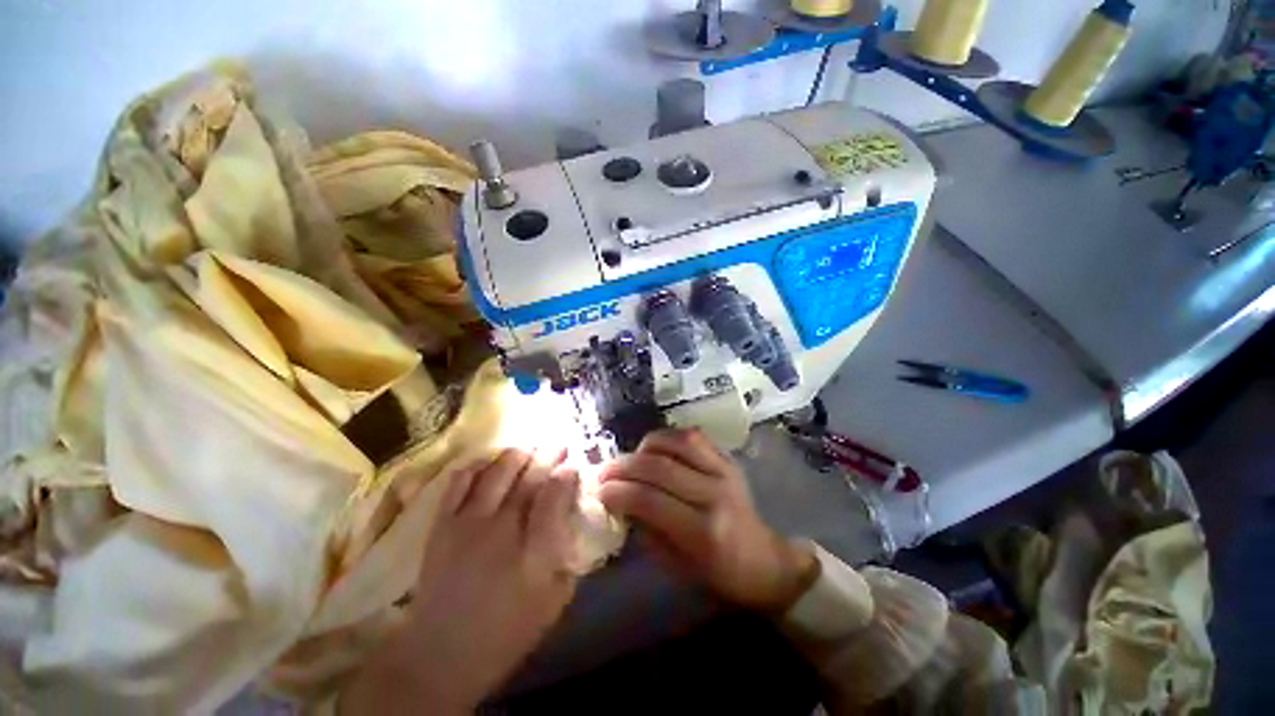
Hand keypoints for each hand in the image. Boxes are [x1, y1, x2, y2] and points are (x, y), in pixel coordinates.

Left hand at [342, 449, 580, 713]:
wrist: (440, 654)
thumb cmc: (507, 631)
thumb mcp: (554, 601)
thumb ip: (569, 556)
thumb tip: (574, 519)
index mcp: (534, 553)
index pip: (555, 497)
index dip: (567, 476)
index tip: (574, 467)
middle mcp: (502, 529)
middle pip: (530, 477)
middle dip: (549, 455)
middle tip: (559, 445)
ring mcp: (468, 523)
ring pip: (498, 471)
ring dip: (518, 454)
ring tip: (529, 449)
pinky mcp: (442, 524)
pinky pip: (460, 481)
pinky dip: (478, 465)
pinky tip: (489, 463)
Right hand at [598, 429, 817, 611]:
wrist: (763, 559)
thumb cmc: (717, 573)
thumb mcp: (675, 565)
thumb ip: (645, 529)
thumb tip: (619, 500)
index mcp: (703, 532)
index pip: (650, 500)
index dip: (618, 491)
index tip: (598, 491)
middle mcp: (714, 494)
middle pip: (659, 467)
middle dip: (623, 467)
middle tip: (604, 472)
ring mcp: (724, 470)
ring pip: (676, 443)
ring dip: (644, 447)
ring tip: (630, 458)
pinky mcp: (728, 458)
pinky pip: (693, 436)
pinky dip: (668, 437)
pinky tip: (654, 448)